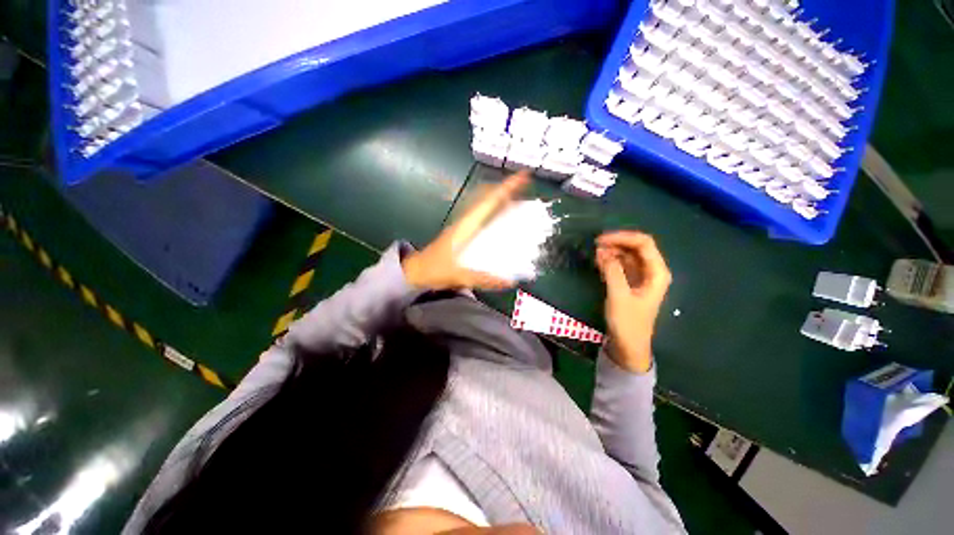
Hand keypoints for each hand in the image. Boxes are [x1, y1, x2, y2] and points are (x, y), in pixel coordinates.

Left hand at [402, 172, 529, 290]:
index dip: (506, 188)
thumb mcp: (459, 275)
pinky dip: (495, 213)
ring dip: (502, 201)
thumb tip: (510, 282)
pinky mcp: (464, 233)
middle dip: (507, 191)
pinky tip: (505, 223)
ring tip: (521, 203)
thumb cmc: (434, 269)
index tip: (523, 176)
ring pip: (486, 206)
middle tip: (527, 191)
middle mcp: (467, 221)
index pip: (489, 202)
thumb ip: (484, 279)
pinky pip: (484, 217)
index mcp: (466, 226)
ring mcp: (465, 226)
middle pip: (488, 198)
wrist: (417, 270)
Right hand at [595, 231, 671, 372]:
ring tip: (594, 255)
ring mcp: (641, 277)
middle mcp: (652, 271)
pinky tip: (598, 263)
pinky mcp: (631, 283)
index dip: (622, 237)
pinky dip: (610, 261)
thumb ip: (612, 271)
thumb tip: (602, 251)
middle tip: (595, 246)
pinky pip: (621, 265)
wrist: (628, 345)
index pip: (643, 244)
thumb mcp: (618, 296)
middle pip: (636, 247)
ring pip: (627, 255)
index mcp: (657, 273)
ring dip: (611, 252)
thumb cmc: (628, 322)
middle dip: (616, 243)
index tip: (600, 240)